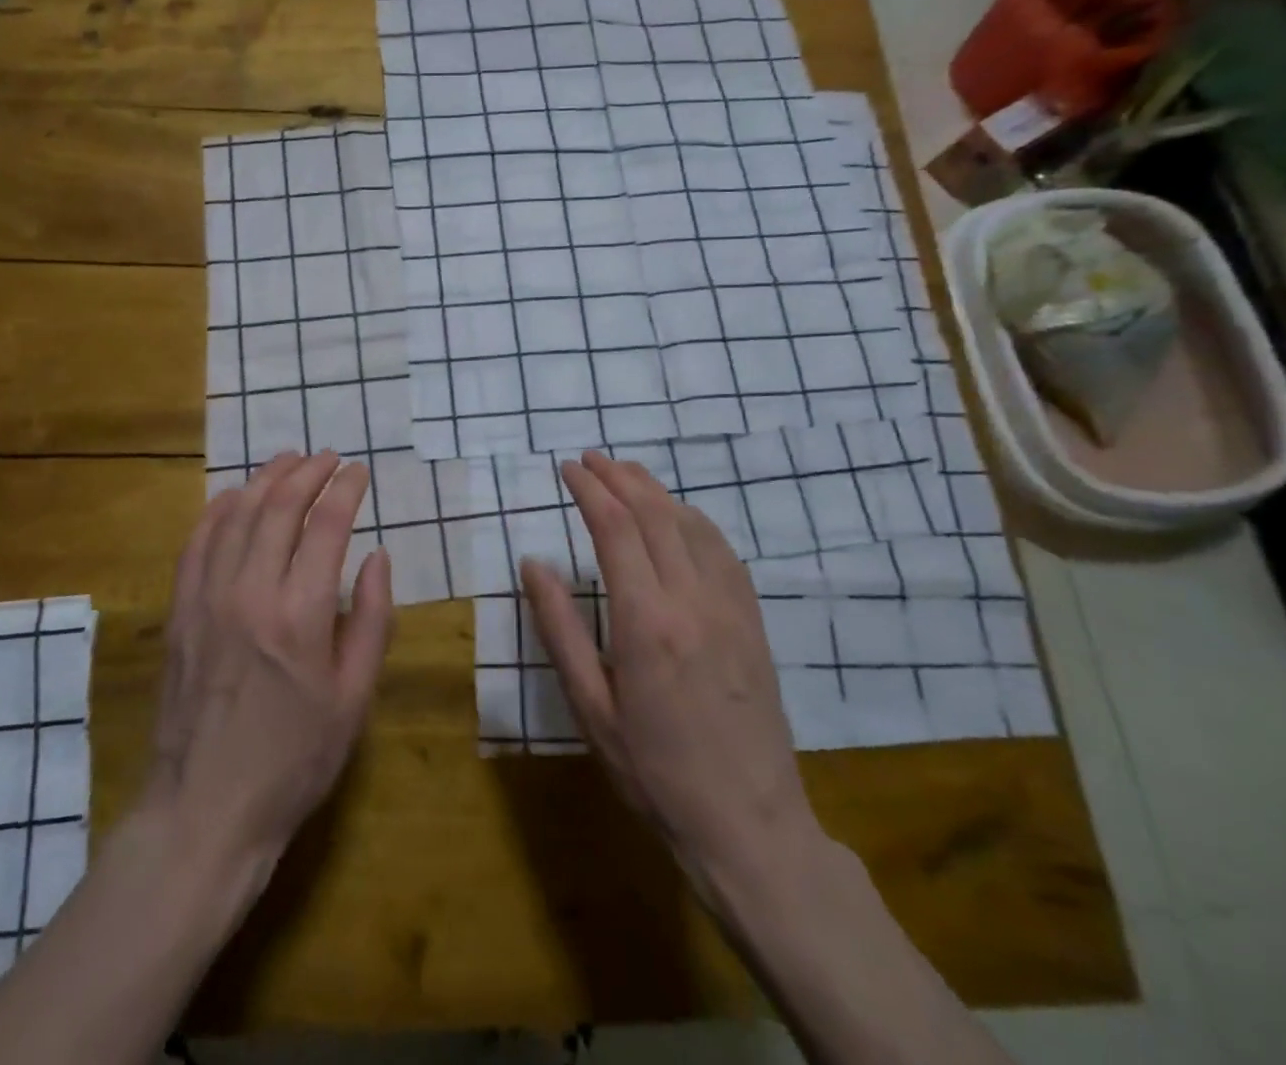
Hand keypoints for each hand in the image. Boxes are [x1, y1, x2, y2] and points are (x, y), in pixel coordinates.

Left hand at [141, 452, 393, 887]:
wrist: (206, 810)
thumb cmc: (294, 760)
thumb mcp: (353, 700)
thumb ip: (370, 621)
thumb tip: (377, 557)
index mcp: (300, 615)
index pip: (327, 525)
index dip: (346, 489)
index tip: (360, 472)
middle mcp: (250, 592)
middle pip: (279, 507)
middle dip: (308, 472)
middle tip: (328, 458)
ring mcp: (206, 598)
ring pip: (236, 515)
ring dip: (265, 479)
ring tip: (288, 461)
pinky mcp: (179, 612)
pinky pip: (196, 543)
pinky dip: (218, 510)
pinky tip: (233, 497)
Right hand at [521, 452, 823, 917]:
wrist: (750, 825)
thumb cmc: (654, 772)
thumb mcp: (590, 708)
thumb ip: (559, 629)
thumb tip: (533, 564)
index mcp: (646, 621)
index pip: (615, 528)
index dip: (589, 489)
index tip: (567, 469)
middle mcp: (692, 600)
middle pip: (655, 513)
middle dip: (619, 477)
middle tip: (590, 459)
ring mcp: (731, 607)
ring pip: (692, 524)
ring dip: (656, 490)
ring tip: (626, 474)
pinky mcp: (753, 621)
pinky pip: (723, 550)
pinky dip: (693, 519)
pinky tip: (678, 517)